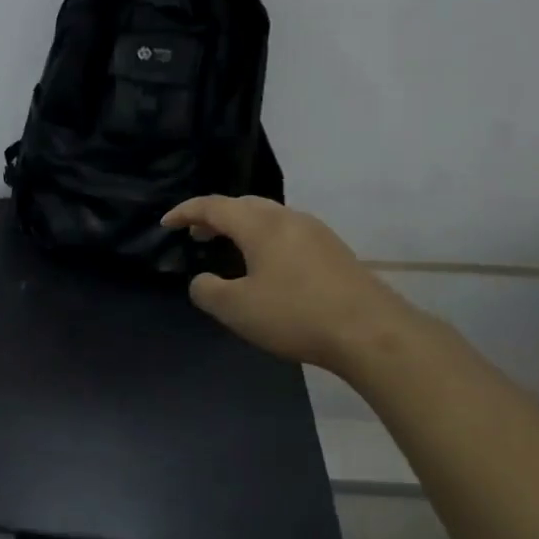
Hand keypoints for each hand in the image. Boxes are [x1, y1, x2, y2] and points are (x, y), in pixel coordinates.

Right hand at [161, 196, 413, 370]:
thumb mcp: (236, 309)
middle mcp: (288, 219)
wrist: (371, 332)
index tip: (166, 224)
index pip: (214, 206)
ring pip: (269, 218)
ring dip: (242, 228)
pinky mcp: (334, 252)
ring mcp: (316, 233)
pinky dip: (264, 239)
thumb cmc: (295, 315)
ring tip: (228, 248)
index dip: (186, 212)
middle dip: (215, 216)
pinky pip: (288, 233)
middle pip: (244, 205)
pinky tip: (265, 266)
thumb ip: (207, 291)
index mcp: (260, 225)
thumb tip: (202, 281)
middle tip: (196, 234)